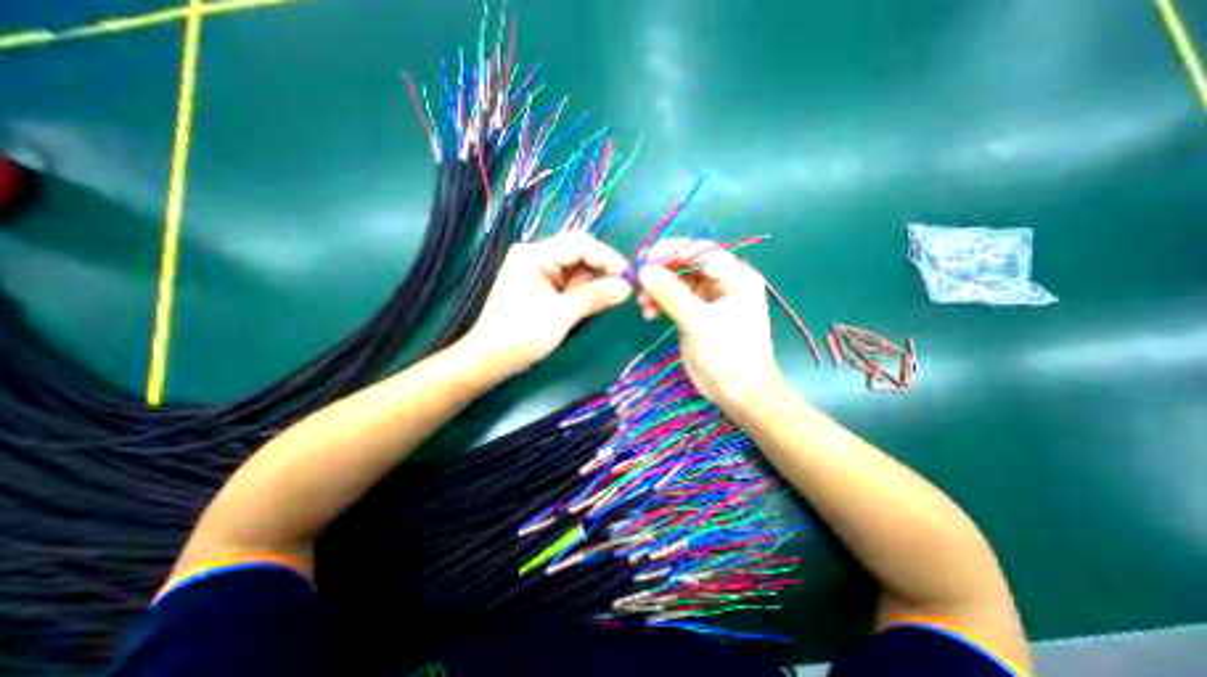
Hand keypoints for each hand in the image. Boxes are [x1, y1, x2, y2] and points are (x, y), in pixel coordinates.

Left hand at [463, 233, 631, 377]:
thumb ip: (595, 296)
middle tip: (621, 290)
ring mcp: (537, 271)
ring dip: (592, 284)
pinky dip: (582, 292)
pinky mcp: (540, 286)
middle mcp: (536, 256)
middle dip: (601, 271)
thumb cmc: (521, 335)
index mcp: (535, 255)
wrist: (489, 360)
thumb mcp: (562, 315)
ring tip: (604, 301)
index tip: (629, 276)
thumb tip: (627, 287)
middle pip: (579, 254)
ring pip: (576, 270)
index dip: (607, 257)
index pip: (580, 243)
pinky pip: (568, 283)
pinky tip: (589, 305)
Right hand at [633, 240, 783, 405]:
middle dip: (662, 272)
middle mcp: (724, 282)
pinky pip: (674, 298)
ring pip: (678, 281)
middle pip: (687, 265)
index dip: (672, 251)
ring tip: (642, 303)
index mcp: (736, 277)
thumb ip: (672, 295)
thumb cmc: (729, 356)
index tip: (644, 259)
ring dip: (657, 288)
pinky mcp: (696, 313)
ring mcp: (709, 298)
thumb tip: (643, 271)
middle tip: (638, 282)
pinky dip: (659, 302)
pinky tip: (648, 312)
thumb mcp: (700, 323)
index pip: (702, 251)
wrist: (739, 393)